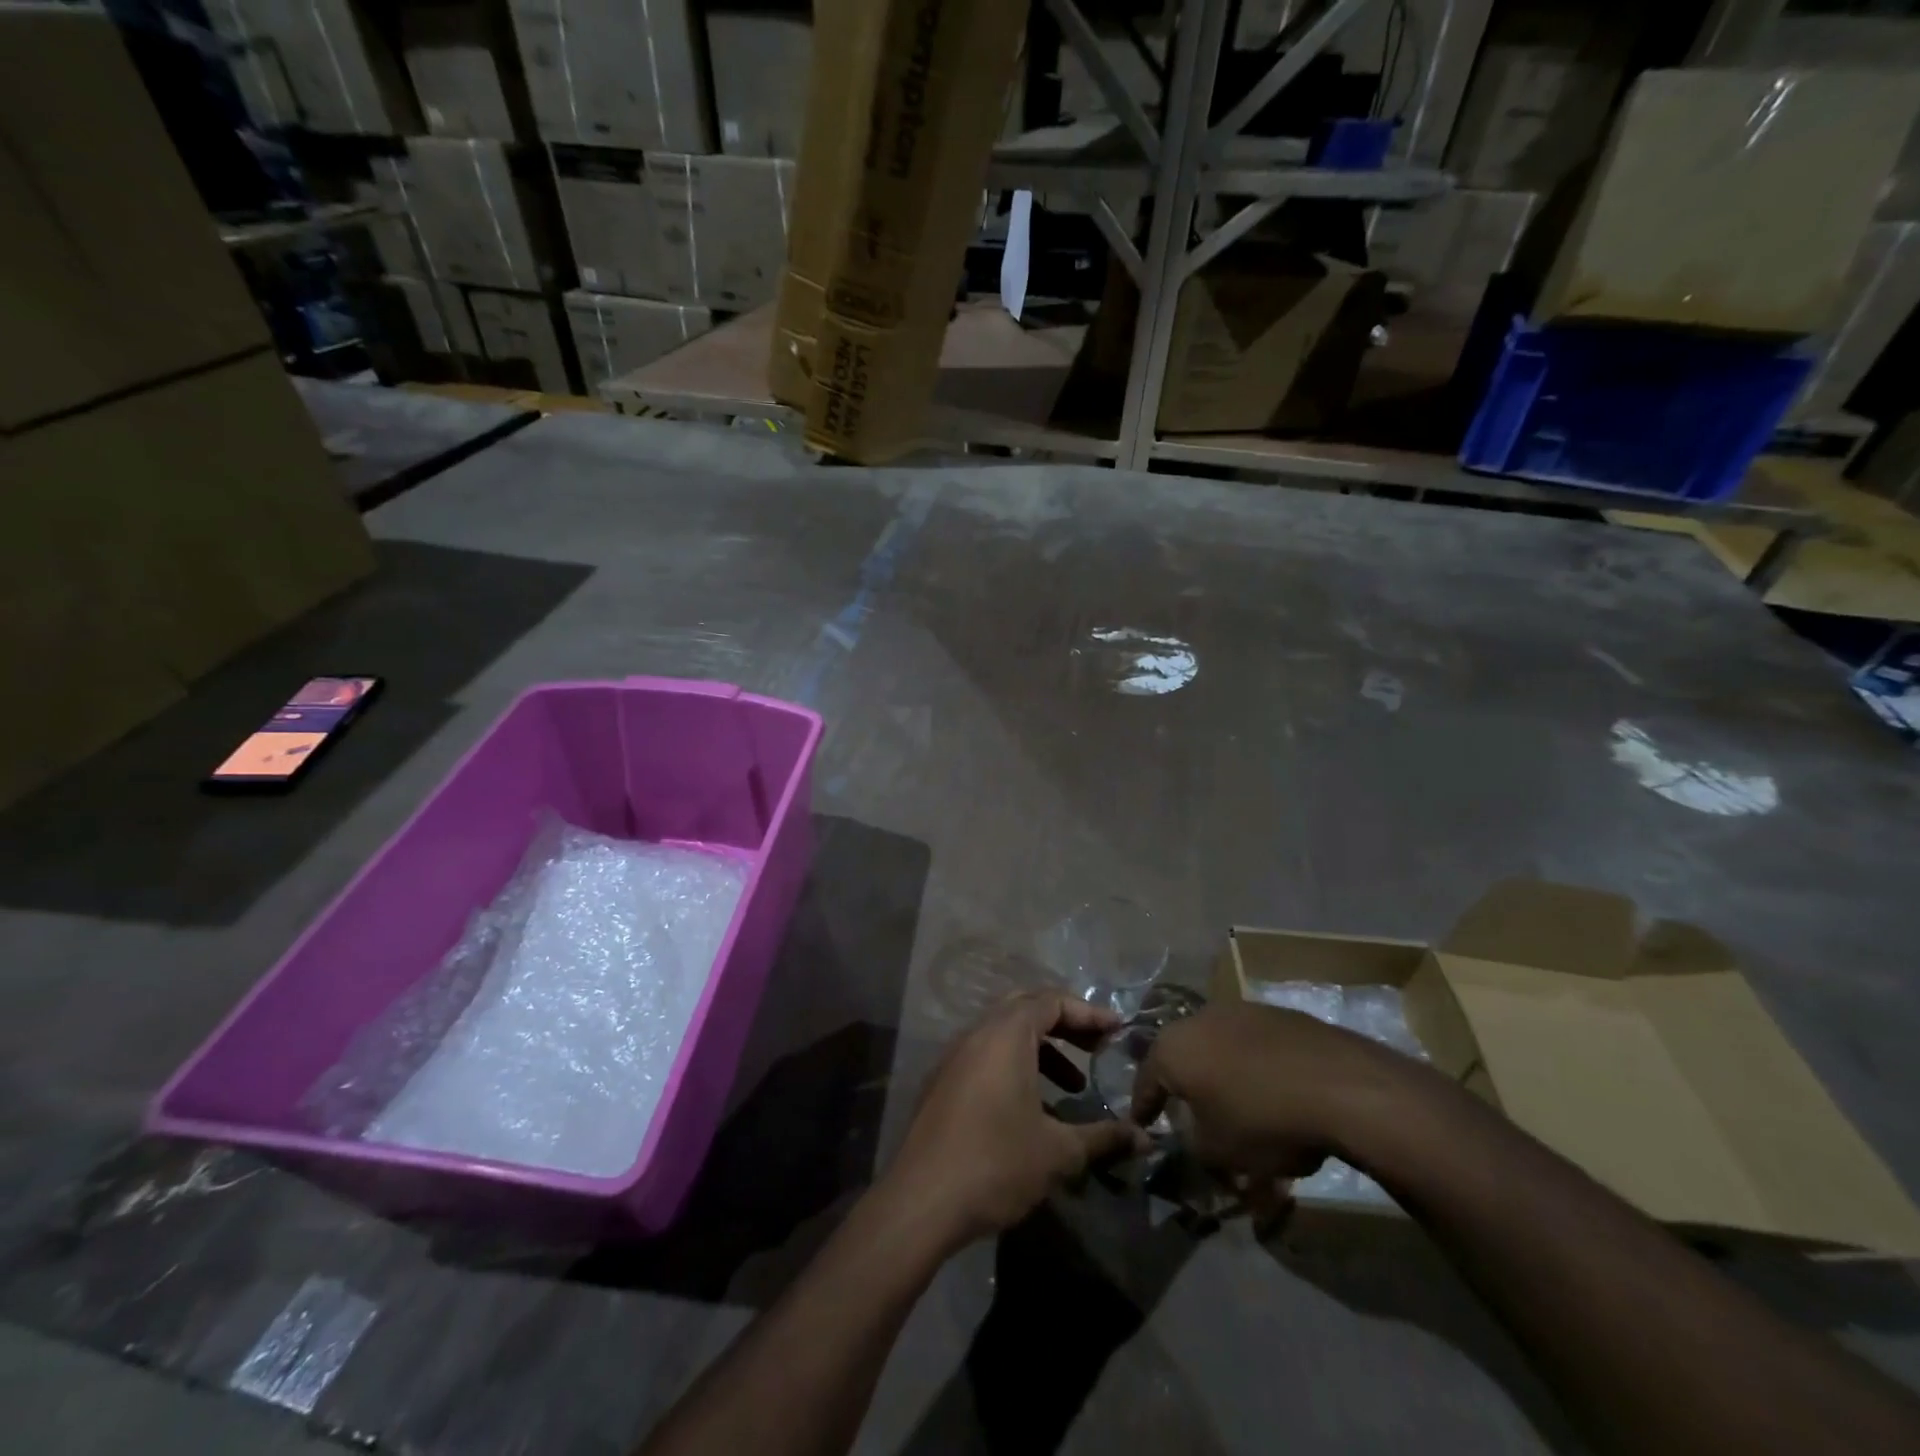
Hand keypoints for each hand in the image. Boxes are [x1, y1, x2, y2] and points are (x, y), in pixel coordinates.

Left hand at [885, 992, 1149, 1247]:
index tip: (1118, 1030)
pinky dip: (1015, 1066)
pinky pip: (986, 1056)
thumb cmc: (995, 1163)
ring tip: (1072, 1087)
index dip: (1088, 1013)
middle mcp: (977, 1033)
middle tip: (1096, 1049)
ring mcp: (954, 1056)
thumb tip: (1145, 1138)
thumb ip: (1103, 1137)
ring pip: (1004, 1034)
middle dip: (1065, 1025)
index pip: (1052, 1001)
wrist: (921, 1200)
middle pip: (1026, 1009)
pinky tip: (1033, 1108)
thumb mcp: (1058, 1152)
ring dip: (1041, 1050)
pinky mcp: (942, 1082)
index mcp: (1005, 1035)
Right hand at [1130, 1002, 1424, 1203]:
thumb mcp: (1218, 1151)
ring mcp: (1240, 1011)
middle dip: (1185, 1087)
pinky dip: (1254, 1069)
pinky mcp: (1278, 1015)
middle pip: (1183, 1058)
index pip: (1145, 1080)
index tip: (1141, 1125)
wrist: (1339, 1085)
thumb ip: (1192, 1145)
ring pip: (1220, 1049)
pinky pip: (1254, 1046)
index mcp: (1172, 1048)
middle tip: (1189, 1114)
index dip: (1143, 1107)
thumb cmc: (1262, 1119)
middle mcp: (1198, 1019)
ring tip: (1238, 1108)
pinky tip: (1273, 1094)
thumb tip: (1192, 1137)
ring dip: (1222, 1076)